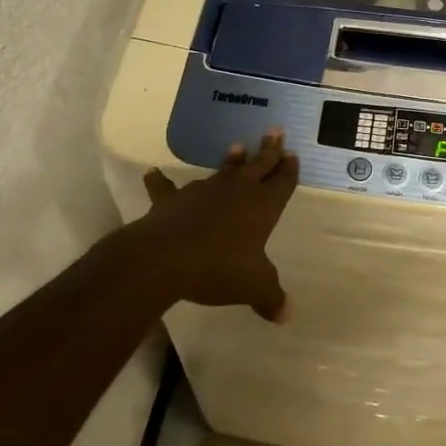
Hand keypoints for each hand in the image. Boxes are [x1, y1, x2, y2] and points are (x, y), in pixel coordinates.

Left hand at [125, 129, 297, 321]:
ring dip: (232, 160)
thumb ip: (270, 298)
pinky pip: (166, 189)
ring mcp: (204, 191)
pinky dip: (159, 182)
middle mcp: (238, 191)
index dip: (289, 170)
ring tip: (238, 146)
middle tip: (276, 130)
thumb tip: (287, 316)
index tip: (293, 155)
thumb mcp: (253, 286)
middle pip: (259, 165)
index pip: (282, 183)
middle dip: (269, 149)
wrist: (166, 258)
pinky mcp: (174, 200)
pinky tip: (151, 174)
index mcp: (263, 206)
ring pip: (223, 171)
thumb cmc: (219, 268)